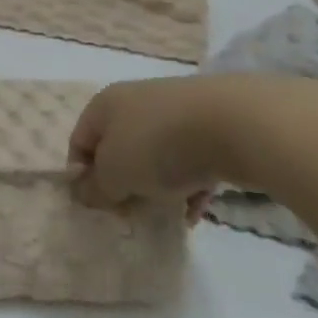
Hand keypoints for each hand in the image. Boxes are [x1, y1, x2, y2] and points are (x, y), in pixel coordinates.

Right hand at [68, 74, 315, 212]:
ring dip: (157, 187)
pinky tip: (197, 211)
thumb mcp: (115, 175)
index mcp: (105, 104)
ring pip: (157, 156)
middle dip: (123, 184)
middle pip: (119, 148)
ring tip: (167, 215)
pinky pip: (193, 160)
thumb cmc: (159, 146)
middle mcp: (138, 101)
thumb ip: (96, 188)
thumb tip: (86, 192)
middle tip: (131, 212)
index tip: (98, 205)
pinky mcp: (214, 125)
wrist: (238, 125)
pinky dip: (190, 186)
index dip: (82, 176)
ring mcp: (179, 111)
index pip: (79, 141)